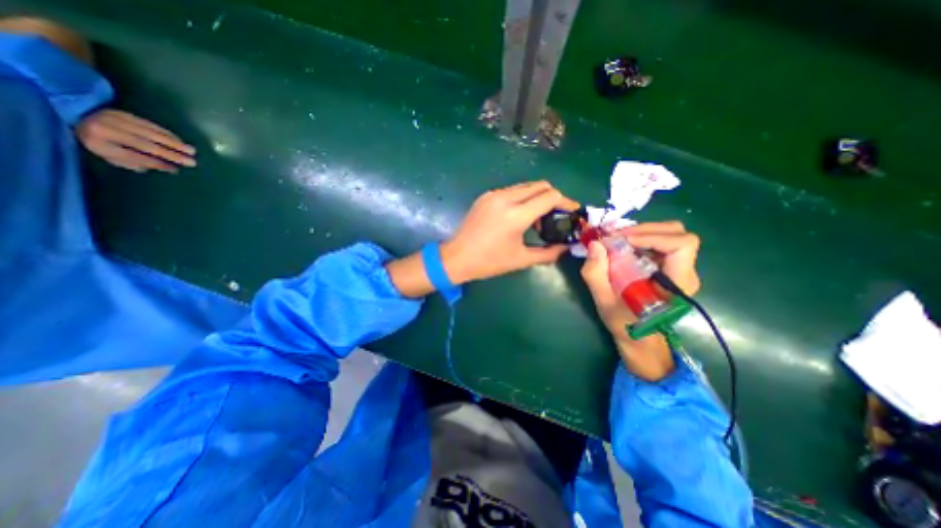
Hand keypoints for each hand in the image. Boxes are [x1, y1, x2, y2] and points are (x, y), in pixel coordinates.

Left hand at [76, 109, 195, 172]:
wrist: (79, 115)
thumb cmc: (101, 142)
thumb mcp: (111, 156)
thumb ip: (136, 163)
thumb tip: (166, 168)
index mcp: (99, 144)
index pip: (132, 156)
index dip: (155, 162)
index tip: (175, 169)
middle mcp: (105, 130)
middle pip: (144, 144)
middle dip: (170, 154)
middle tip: (191, 162)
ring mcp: (114, 119)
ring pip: (150, 134)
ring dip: (174, 143)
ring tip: (192, 151)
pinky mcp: (124, 113)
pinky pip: (150, 125)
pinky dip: (168, 134)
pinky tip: (180, 141)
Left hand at [445, 181, 582, 283]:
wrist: (456, 257)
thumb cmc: (489, 262)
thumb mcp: (521, 259)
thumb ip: (548, 253)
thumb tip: (565, 248)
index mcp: (516, 215)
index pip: (550, 197)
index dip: (566, 202)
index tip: (573, 211)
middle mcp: (506, 198)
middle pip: (540, 186)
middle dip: (553, 198)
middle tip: (555, 216)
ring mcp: (493, 195)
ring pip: (525, 186)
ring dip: (537, 198)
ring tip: (536, 220)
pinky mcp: (486, 196)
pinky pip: (511, 191)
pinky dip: (522, 199)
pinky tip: (519, 216)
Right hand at [577, 221, 701, 380]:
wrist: (639, 340)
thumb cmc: (626, 326)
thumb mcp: (605, 303)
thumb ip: (596, 275)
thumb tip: (594, 244)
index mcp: (678, 283)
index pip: (681, 245)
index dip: (652, 236)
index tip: (621, 240)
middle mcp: (684, 271)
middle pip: (676, 233)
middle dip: (643, 229)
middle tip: (614, 236)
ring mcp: (677, 267)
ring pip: (668, 233)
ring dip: (640, 231)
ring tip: (615, 238)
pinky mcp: (667, 266)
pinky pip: (658, 241)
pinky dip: (638, 237)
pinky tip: (620, 245)